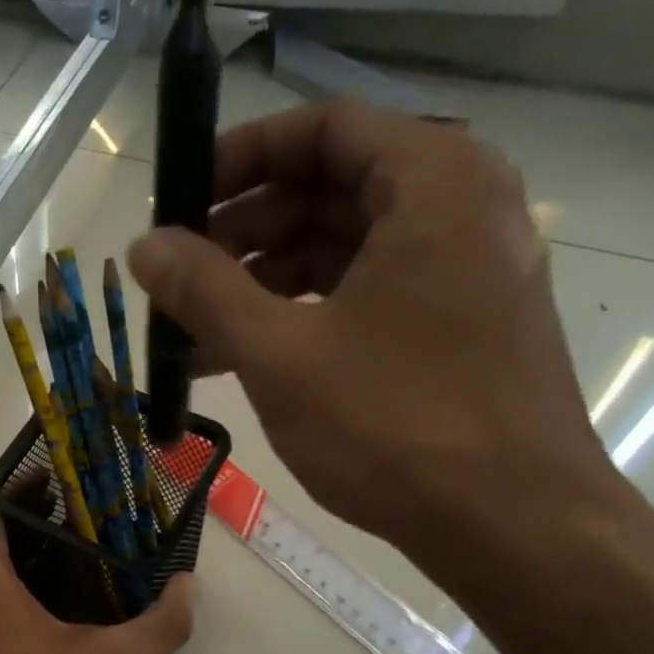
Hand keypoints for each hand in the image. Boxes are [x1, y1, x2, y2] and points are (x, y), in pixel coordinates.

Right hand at [127, 100, 625, 579]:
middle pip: (331, 189)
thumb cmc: (395, 425)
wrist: (510, 525)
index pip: (321, 128)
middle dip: (244, 231)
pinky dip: (308, 315)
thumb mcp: (281, 353)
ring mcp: (467, 271)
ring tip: (199, 332)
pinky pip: (370, 295)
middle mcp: (462, 208)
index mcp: (433, 182)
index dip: (239, 158)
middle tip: (181, 277)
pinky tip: (250, 358)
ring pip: (346, 250)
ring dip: (267, 283)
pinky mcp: (461, 327)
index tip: (180, 202)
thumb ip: (205, 290)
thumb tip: (143, 246)